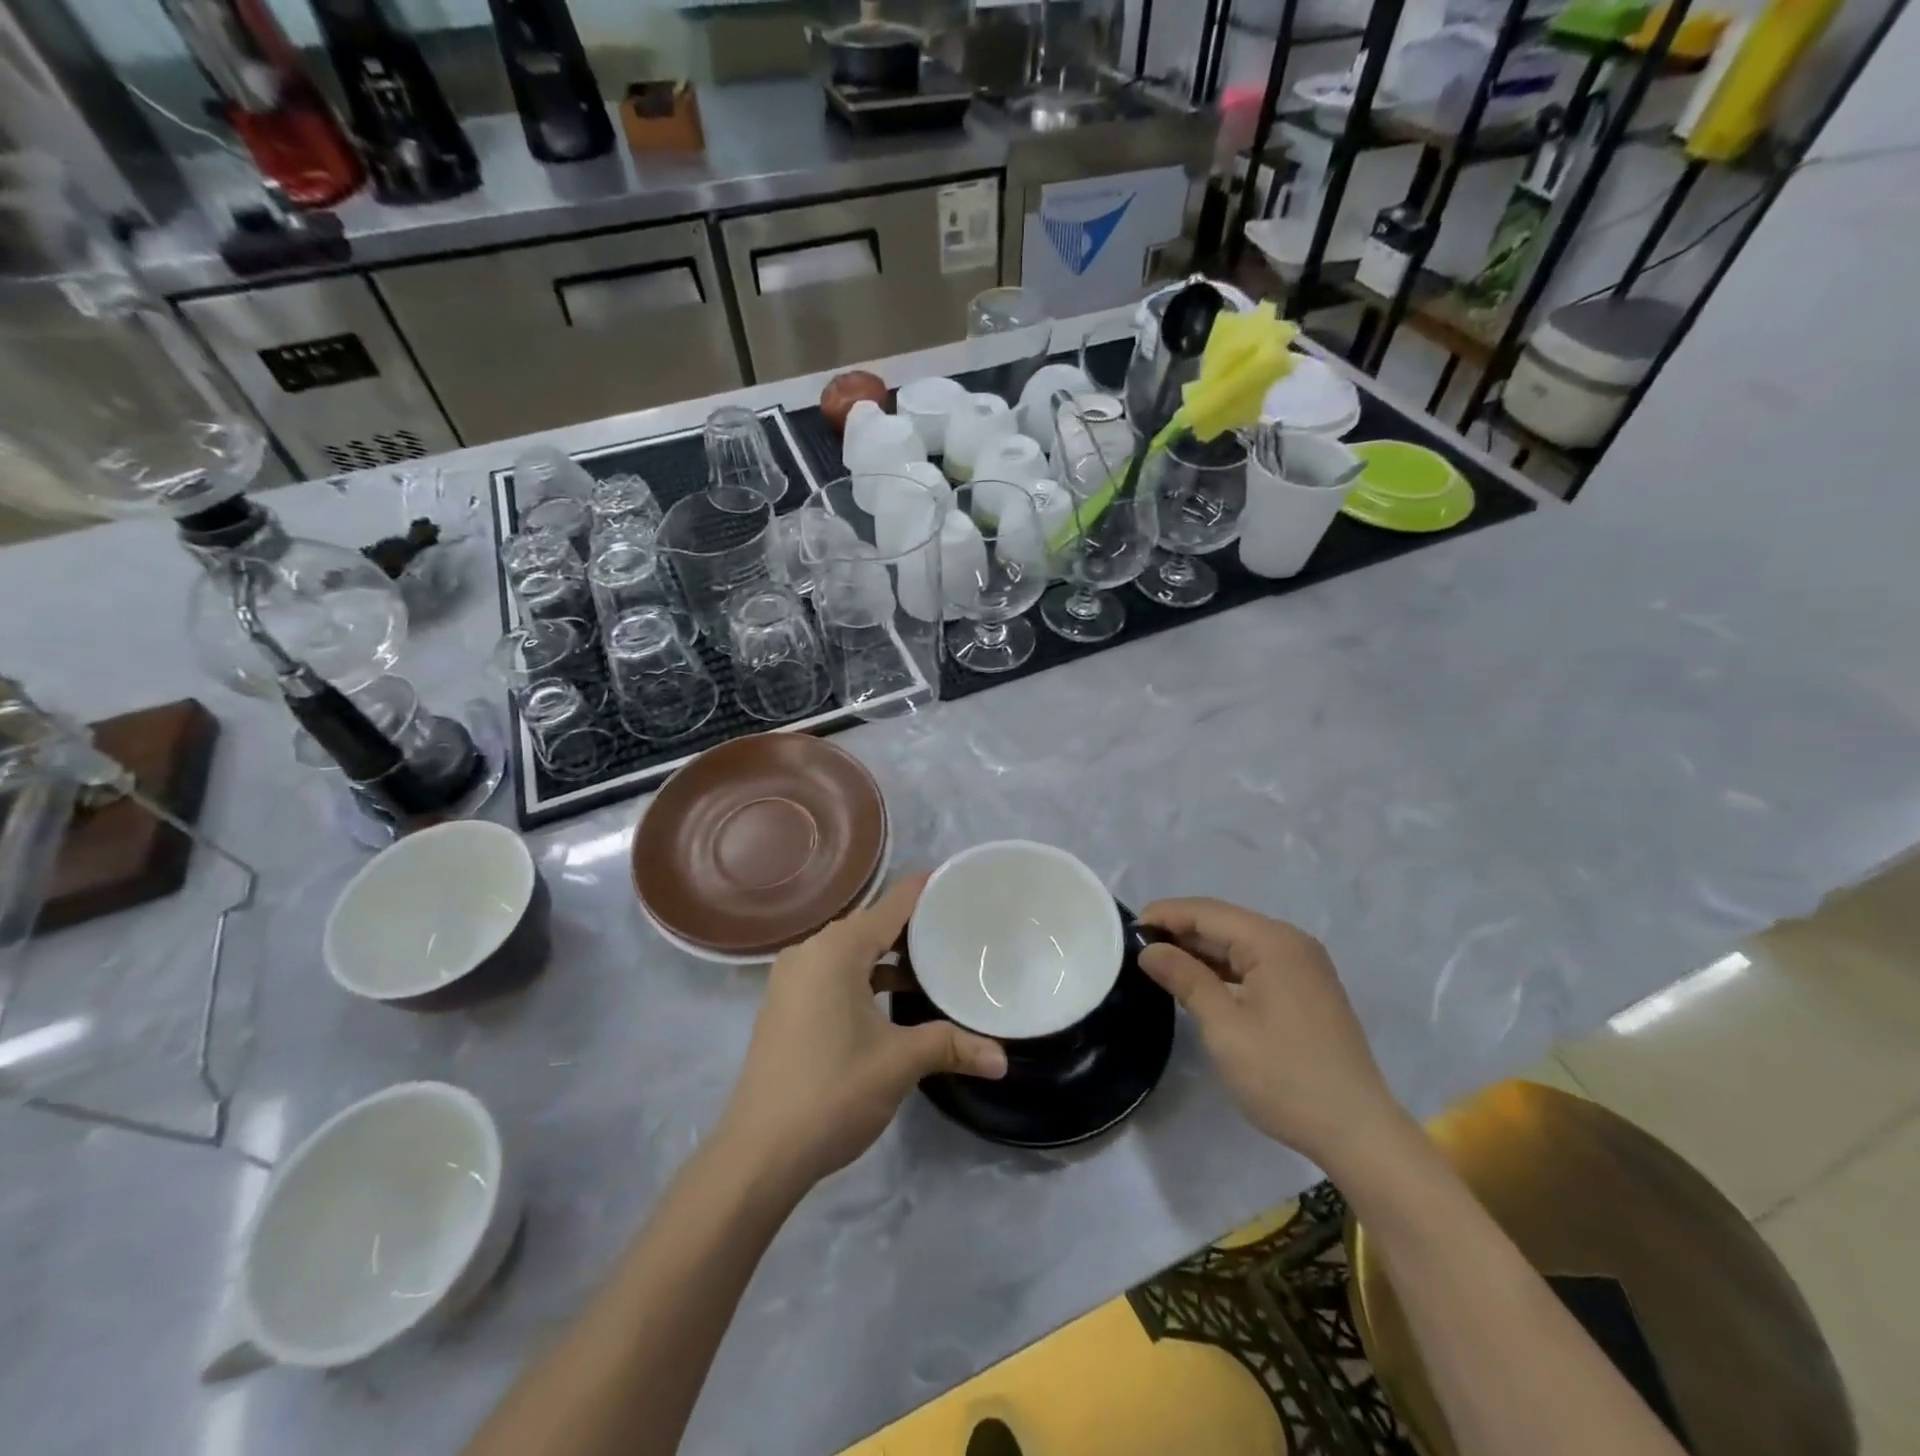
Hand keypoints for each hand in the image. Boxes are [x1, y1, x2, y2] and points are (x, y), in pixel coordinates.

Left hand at [717, 875, 1007, 1194]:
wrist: (759, 1152)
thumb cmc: (833, 1092)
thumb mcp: (899, 1063)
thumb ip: (951, 1046)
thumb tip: (1002, 1059)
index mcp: (836, 950)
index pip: (892, 904)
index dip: (927, 890)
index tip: (962, 883)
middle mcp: (810, 951)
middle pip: (871, 923)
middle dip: (913, 926)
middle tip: (959, 927)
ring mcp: (792, 978)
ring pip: (851, 950)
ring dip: (887, 955)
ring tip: (933, 963)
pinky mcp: (786, 1003)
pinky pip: (833, 971)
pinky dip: (864, 975)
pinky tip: (892, 998)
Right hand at [1139, 898, 1408, 1169]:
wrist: (1358, 1131)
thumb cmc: (1284, 1076)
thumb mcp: (1224, 1027)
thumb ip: (1185, 979)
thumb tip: (1149, 949)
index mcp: (1273, 942)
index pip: (1207, 912)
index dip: (1165, 916)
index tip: (1126, 931)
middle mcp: (1291, 943)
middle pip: (1224, 923)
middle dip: (1180, 932)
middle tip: (1136, 949)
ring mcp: (1303, 966)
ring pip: (1239, 944)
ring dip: (1200, 951)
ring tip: (1158, 964)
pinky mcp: (1306, 989)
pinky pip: (1255, 964)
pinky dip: (1223, 969)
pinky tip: (1198, 982)